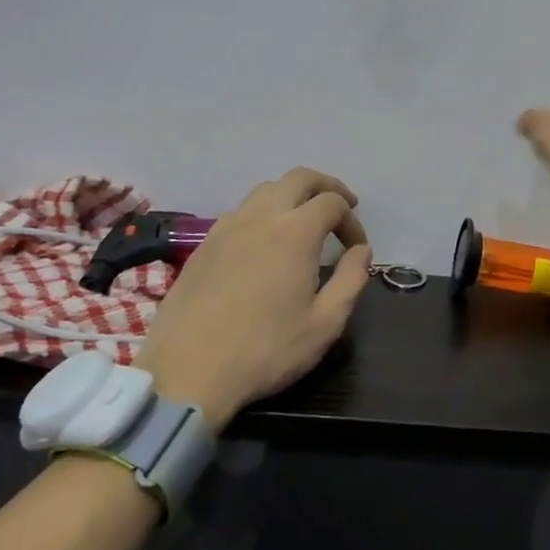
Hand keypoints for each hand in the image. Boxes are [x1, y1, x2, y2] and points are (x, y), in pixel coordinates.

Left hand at [136, 168, 370, 430]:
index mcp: (296, 232)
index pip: (333, 202)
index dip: (353, 220)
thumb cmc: (266, 350)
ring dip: (292, 196)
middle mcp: (260, 217)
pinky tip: (264, 243)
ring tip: (304, 222)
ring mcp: (226, 227)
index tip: (357, 249)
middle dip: (326, 187)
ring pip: (265, 190)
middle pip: (299, 178)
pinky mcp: (202, 245)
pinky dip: (262, 213)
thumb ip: (351, 280)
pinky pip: (239, 212)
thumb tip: (361, 251)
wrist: (188, 371)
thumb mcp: (326, 323)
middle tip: (341, 208)